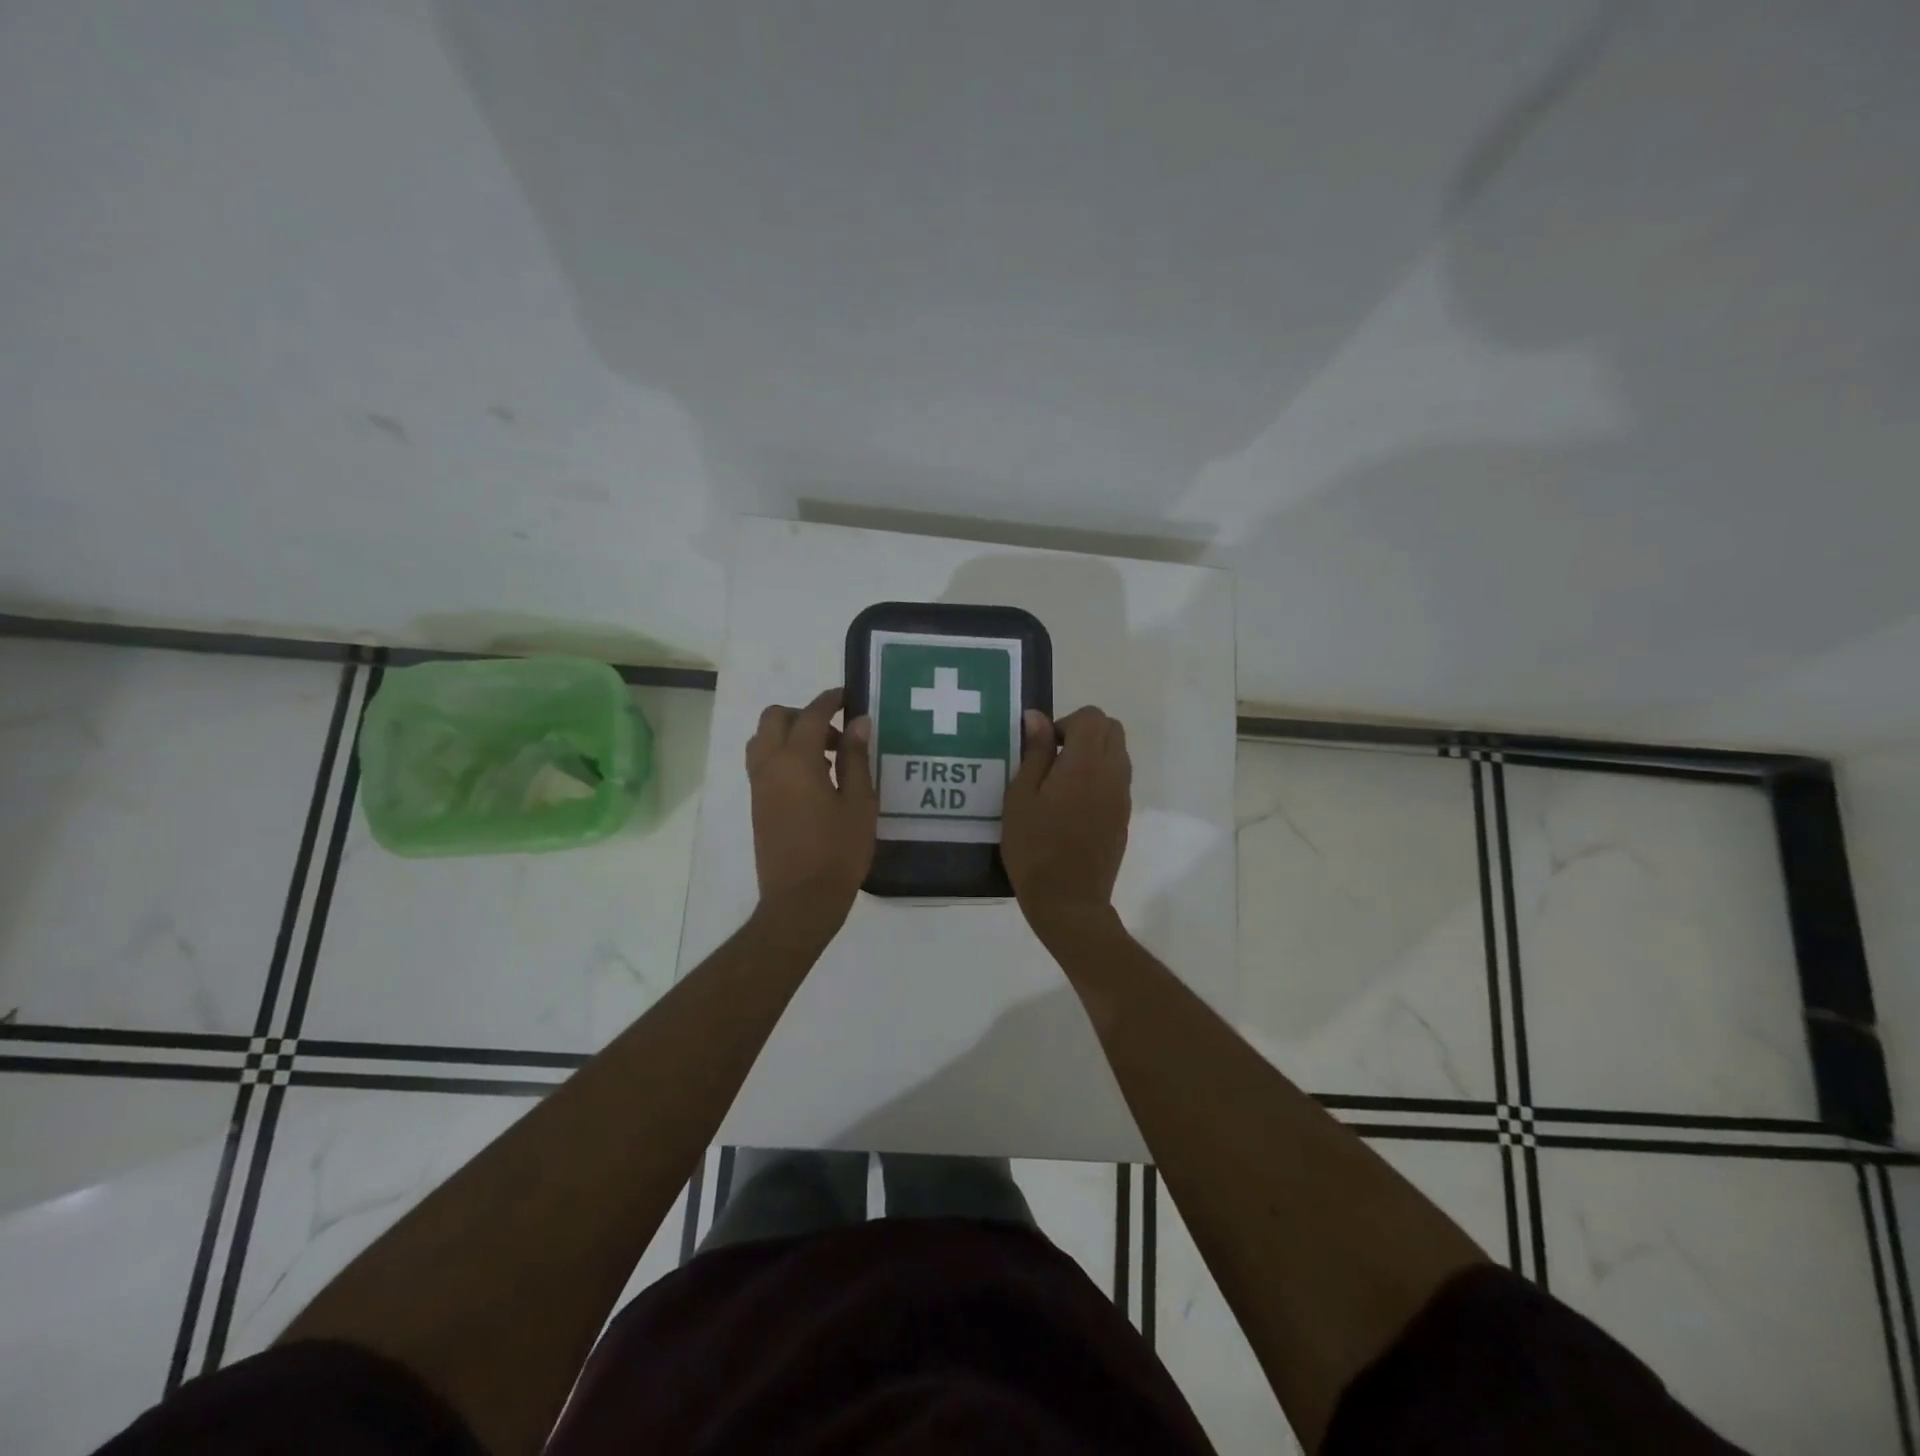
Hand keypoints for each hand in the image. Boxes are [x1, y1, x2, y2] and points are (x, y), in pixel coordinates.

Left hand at [745, 687, 876, 925]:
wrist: (801, 900)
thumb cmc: (838, 851)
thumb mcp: (859, 802)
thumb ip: (855, 757)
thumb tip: (857, 722)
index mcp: (796, 760)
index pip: (811, 715)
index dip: (829, 701)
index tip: (847, 696)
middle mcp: (770, 766)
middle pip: (775, 719)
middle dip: (803, 714)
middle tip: (835, 733)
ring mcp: (758, 786)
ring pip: (763, 740)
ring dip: (789, 735)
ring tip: (824, 757)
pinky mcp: (757, 805)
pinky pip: (763, 763)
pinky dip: (782, 755)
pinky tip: (813, 780)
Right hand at [1001, 705, 1130, 940]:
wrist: (1068, 900)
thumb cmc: (1034, 847)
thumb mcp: (1021, 797)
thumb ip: (1035, 753)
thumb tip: (1037, 717)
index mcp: (1085, 764)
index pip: (1092, 717)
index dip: (1066, 723)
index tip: (1043, 749)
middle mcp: (1112, 773)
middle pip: (1112, 729)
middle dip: (1083, 732)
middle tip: (1053, 760)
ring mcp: (1122, 796)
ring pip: (1118, 753)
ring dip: (1093, 753)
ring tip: (1061, 783)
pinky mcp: (1124, 816)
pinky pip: (1118, 779)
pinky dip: (1099, 776)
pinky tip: (1072, 805)